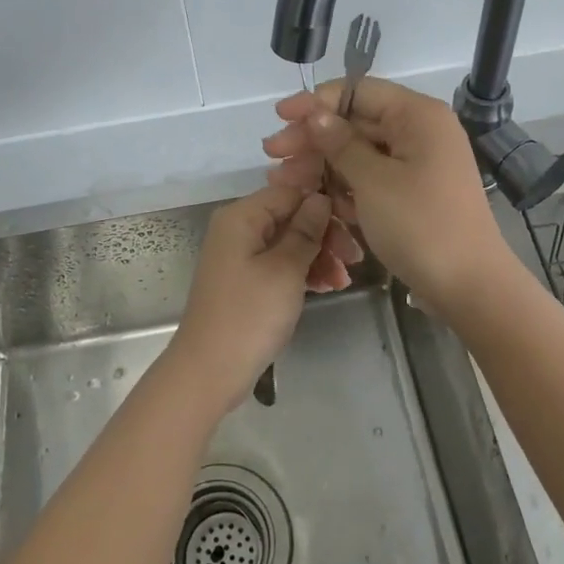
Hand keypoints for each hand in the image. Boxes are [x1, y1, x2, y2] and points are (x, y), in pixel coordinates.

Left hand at [169, 185, 338, 409]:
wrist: (209, 370)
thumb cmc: (249, 314)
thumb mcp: (285, 269)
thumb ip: (305, 230)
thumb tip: (320, 198)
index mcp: (242, 216)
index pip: (290, 192)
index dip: (322, 205)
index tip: (353, 226)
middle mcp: (238, 228)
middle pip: (290, 217)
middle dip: (324, 235)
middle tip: (354, 259)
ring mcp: (240, 255)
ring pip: (288, 242)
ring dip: (318, 257)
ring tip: (343, 280)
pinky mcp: (245, 280)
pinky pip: (278, 264)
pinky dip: (302, 272)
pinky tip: (327, 287)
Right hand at [262, 77, 516, 316]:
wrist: (469, 287)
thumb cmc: (421, 225)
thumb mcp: (373, 181)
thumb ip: (341, 143)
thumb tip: (316, 114)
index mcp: (418, 116)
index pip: (359, 91)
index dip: (316, 102)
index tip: (280, 116)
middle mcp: (420, 132)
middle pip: (356, 123)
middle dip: (313, 139)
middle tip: (272, 154)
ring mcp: (418, 164)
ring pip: (360, 154)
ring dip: (322, 165)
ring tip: (283, 181)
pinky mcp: (413, 193)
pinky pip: (372, 178)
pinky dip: (344, 186)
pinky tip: (312, 197)